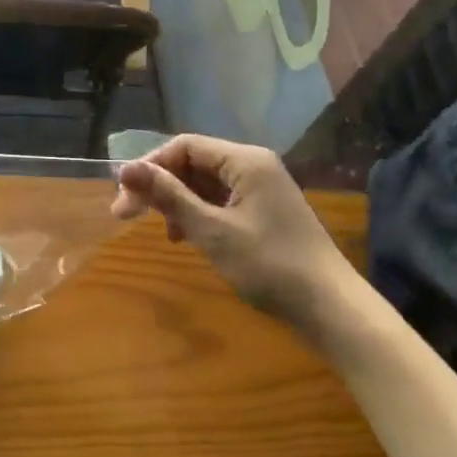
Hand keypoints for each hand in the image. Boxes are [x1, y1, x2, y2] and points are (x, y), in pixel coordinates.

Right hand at [112, 134, 350, 325]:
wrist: (332, 310)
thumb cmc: (270, 266)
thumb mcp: (212, 231)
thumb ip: (168, 196)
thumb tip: (125, 168)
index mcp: (245, 160)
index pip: (184, 146)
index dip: (150, 166)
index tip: (124, 195)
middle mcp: (254, 165)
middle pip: (194, 162)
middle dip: (160, 185)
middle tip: (127, 214)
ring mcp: (262, 188)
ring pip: (205, 183)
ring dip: (178, 202)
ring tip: (164, 232)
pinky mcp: (265, 211)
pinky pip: (221, 200)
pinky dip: (199, 214)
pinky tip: (188, 237)